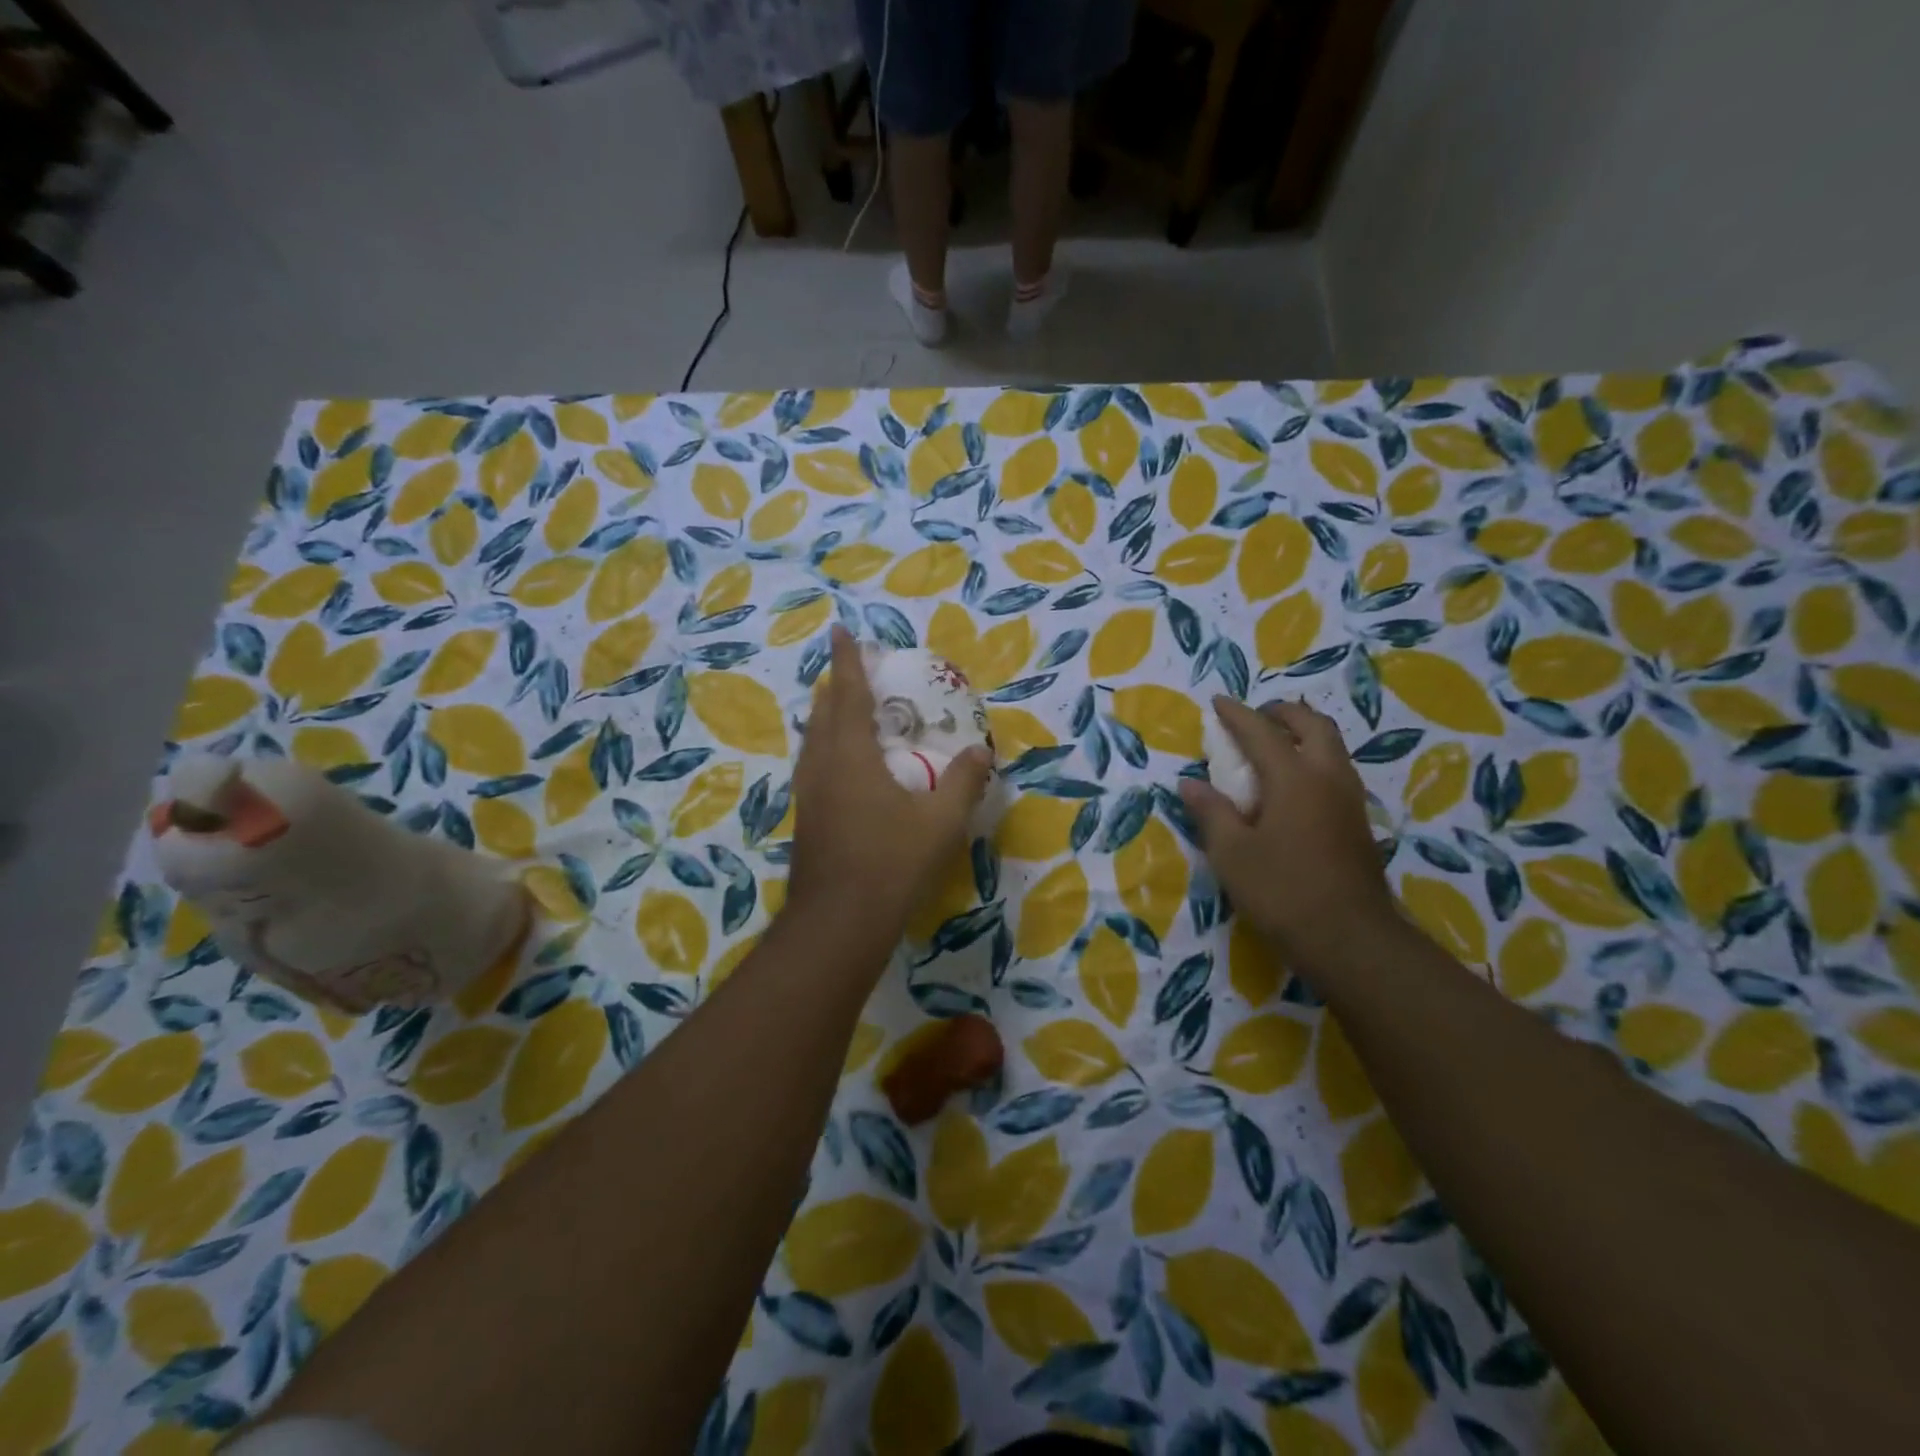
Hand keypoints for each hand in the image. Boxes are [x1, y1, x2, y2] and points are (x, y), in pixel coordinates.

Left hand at [788, 628, 992, 952]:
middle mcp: (822, 767)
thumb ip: (963, 783)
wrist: (839, 921)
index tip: (838, 632)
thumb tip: (981, 752)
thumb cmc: (891, 863)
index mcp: (851, 756)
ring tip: (842, 710)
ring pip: (813, 741)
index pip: (848, 694)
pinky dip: (826, 748)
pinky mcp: (806, 819)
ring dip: (826, 718)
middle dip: (836, 687)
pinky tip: (841, 767)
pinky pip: (813, 766)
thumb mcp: (940, 822)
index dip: (846, 661)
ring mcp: (808, 795)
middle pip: (823, 714)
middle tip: (852, 672)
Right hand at [1179, 697, 1394, 980]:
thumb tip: (1190, 784)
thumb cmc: (1282, 891)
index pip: (1261, 732)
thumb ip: (1211, 812)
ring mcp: (1349, 800)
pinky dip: (1313, 759)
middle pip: (1312, 725)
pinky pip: (1336, 770)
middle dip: (1282, 713)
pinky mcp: (1358, 822)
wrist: (1350, 939)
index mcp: (1294, 778)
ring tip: (1274, 746)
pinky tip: (1294, 785)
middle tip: (1256, 718)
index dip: (1237, 714)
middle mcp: (1328, 777)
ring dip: (1303, 734)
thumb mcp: (1232, 853)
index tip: (1218, 702)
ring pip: (1331, 746)